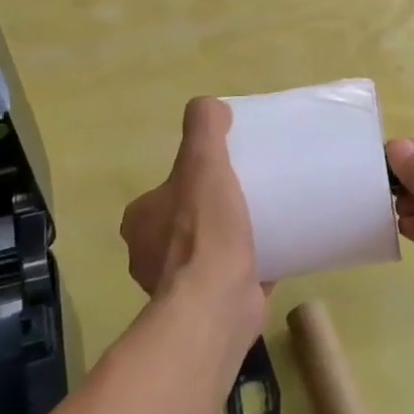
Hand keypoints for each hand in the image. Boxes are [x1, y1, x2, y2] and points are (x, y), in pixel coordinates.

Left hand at [120, 98, 262, 347]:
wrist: (217, 303)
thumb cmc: (205, 231)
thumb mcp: (203, 164)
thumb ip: (203, 129)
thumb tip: (208, 106)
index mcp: (140, 222)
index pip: (164, 192)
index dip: (191, 181)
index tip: (223, 175)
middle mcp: (148, 255)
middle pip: (184, 221)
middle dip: (210, 211)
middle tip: (248, 196)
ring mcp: (175, 286)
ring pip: (204, 252)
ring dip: (226, 241)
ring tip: (263, 223)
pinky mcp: (204, 307)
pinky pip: (226, 278)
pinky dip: (244, 267)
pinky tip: (272, 255)